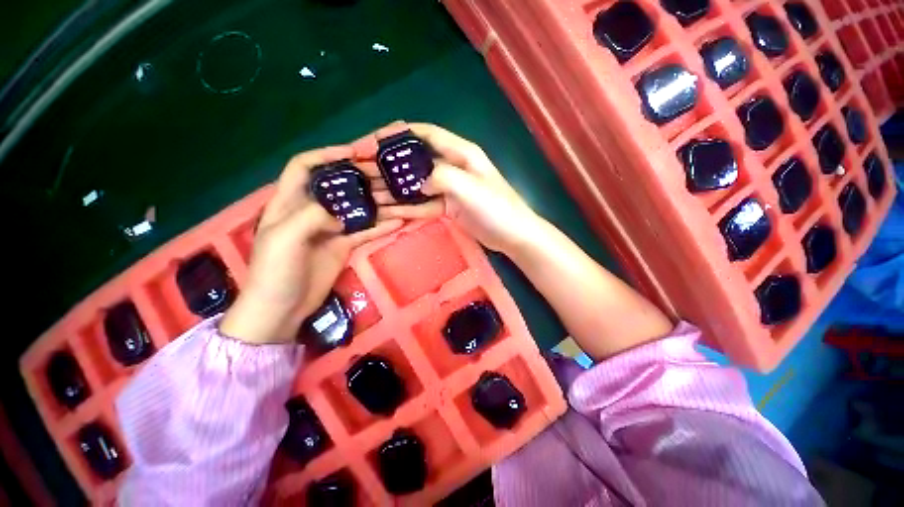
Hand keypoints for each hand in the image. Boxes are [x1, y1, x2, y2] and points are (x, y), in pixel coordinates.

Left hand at [220, 146, 401, 343]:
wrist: (282, 308)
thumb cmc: (275, 271)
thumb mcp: (284, 238)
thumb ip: (311, 215)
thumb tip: (341, 210)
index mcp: (290, 202)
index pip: (305, 167)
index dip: (327, 155)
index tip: (353, 153)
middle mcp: (312, 211)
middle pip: (339, 186)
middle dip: (361, 178)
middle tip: (385, 176)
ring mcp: (331, 229)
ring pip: (357, 209)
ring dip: (377, 203)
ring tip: (399, 197)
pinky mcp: (343, 245)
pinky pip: (366, 231)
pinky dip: (381, 226)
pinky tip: (398, 222)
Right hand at [374, 123, 540, 252]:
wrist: (513, 235)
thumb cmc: (496, 207)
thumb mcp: (469, 186)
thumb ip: (441, 176)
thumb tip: (418, 181)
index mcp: (460, 153)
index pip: (425, 134)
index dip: (399, 134)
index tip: (373, 140)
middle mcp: (452, 167)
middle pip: (415, 161)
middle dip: (389, 164)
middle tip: (361, 169)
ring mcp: (449, 190)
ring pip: (415, 185)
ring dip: (393, 188)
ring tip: (367, 192)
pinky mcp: (447, 208)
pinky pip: (422, 205)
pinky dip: (406, 207)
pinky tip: (386, 210)